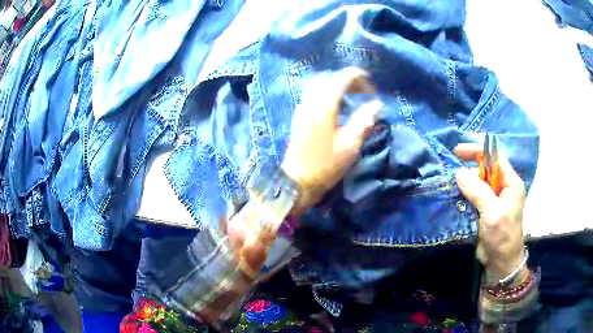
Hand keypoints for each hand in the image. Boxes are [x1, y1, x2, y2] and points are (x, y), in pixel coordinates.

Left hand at [282, 68, 380, 214]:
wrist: (297, 182)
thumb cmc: (325, 166)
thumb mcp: (350, 145)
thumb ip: (364, 121)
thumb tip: (377, 104)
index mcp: (324, 106)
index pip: (341, 79)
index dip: (358, 77)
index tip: (372, 87)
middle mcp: (310, 102)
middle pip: (329, 78)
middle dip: (347, 79)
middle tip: (363, 91)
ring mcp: (302, 108)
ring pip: (319, 85)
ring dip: (337, 85)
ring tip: (353, 96)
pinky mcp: (299, 117)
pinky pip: (313, 95)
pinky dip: (327, 93)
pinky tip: (337, 105)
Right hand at [454, 143, 526, 282]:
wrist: (501, 262)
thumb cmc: (502, 236)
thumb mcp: (492, 213)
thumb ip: (478, 191)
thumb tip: (458, 172)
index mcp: (510, 182)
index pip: (495, 157)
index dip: (478, 151)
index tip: (458, 151)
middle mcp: (503, 187)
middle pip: (485, 168)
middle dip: (469, 168)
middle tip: (452, 172)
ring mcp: (494, 198)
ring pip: (477, 182)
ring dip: (465, 182)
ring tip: (450, 185)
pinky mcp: (485, 209)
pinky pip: (473, 195)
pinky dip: (464, 194)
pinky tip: (455, 196)